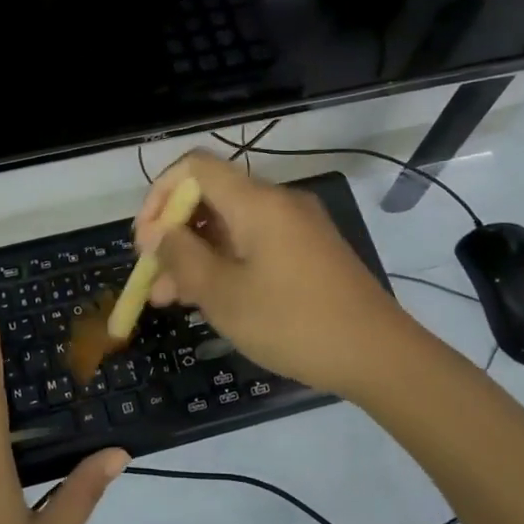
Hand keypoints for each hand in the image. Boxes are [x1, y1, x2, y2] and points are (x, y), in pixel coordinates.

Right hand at [135, 151, 418, 398]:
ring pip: (230, 226)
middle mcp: (277, 203)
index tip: (145, 240)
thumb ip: (182, 257)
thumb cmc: (293, 322)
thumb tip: (158, 233)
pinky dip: (226, 263)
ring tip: (170, 300)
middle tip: (152, 277)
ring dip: (196, 255)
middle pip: (211, 198)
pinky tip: (209, 299)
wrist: (378, 355)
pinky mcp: (308, 251)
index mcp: (257, 202)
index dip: (159, 195)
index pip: (195, 168)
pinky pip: (255, 244)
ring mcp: (296, 227)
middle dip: (174, 234)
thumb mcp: (224, 295)